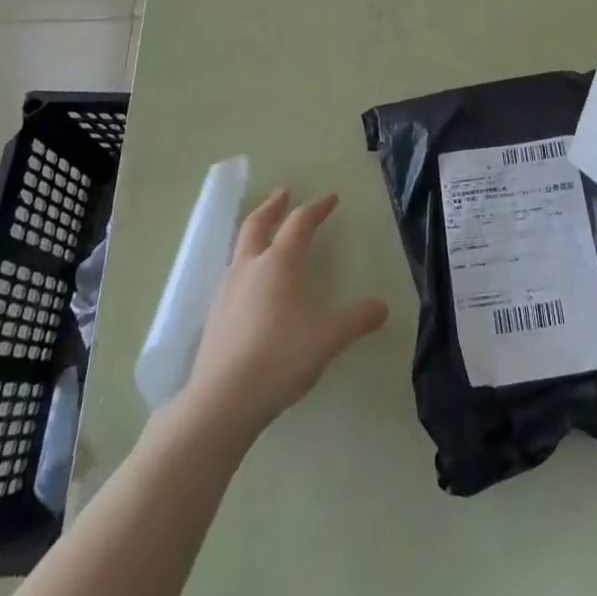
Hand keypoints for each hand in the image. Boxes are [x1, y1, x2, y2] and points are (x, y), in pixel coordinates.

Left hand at [181, 190, 387, 436]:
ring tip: (264, 238)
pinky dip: (244, 267)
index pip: (300, 223)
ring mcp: (226, 292)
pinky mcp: (214, 317)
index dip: (317, 208)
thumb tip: (383, 307)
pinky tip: (250, 288)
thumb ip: (357, 320)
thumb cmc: (281, 357)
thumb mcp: (329, 338)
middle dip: (272, 206)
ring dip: (254, 235)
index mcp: (279, 263)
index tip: (330, 198)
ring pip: (239, 250)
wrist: (223, 401)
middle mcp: (249, 268)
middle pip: (257, 224)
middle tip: (282, 193)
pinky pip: (231, 278)